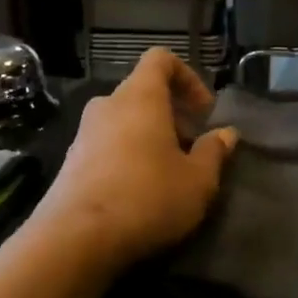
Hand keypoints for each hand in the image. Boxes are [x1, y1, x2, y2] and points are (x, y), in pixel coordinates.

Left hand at [33, 49, 238, 271]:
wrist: (76, 238)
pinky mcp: (71, 160)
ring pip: (123, 120)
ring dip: (148, 135)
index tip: (204, 112)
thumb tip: (226, 134)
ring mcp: (84, 132)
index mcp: (140, 96)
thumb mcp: (197, 181)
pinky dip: (126, 154)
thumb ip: (214, 152)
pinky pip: (106, 144)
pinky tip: (138, 190)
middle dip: (171, 113)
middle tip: (191, 147)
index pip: (160, 59)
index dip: (187, 77)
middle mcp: (108, 105)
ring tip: (168, 171)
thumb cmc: (147, 198)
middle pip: (142, 92)